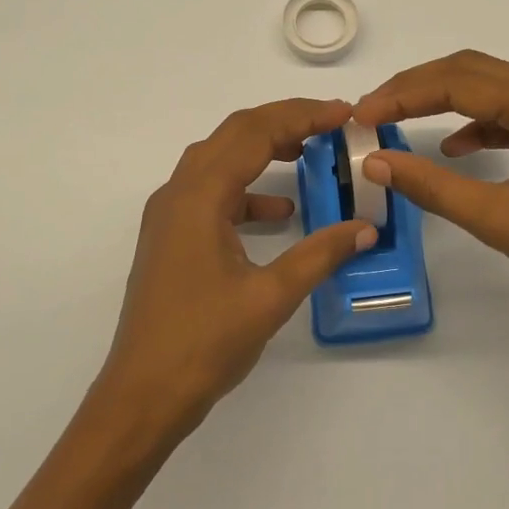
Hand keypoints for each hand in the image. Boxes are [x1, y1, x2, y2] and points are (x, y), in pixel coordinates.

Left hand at [94, 98, 376, 441]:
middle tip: (332, 123)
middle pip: (233, 135)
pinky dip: (248, 190)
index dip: (302, 116)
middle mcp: (178, 194)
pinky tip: (280, 212)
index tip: (344, 114)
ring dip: (263, 150)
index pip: (254, 133)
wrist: (142, 395)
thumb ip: (320, 254)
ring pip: (220, 160)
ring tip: (310, 152)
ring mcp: (170, 216)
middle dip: (284, 122)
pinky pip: (213, 194)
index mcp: (199, 197)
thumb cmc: (203, 344)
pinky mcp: (172, 238)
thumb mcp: (270, 297)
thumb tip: (365, 228)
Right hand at [352, 51, 508, 341]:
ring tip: (399, 120)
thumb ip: (431, 185)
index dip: (404, 94)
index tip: (362, 115)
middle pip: (474, 73)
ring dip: (444, 101)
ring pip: (492, 91)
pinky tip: (453, 148)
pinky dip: (475, 125)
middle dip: (419, 87)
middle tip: (373, 110)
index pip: (459, 81)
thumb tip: (375, 162)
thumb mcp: (496, 218)